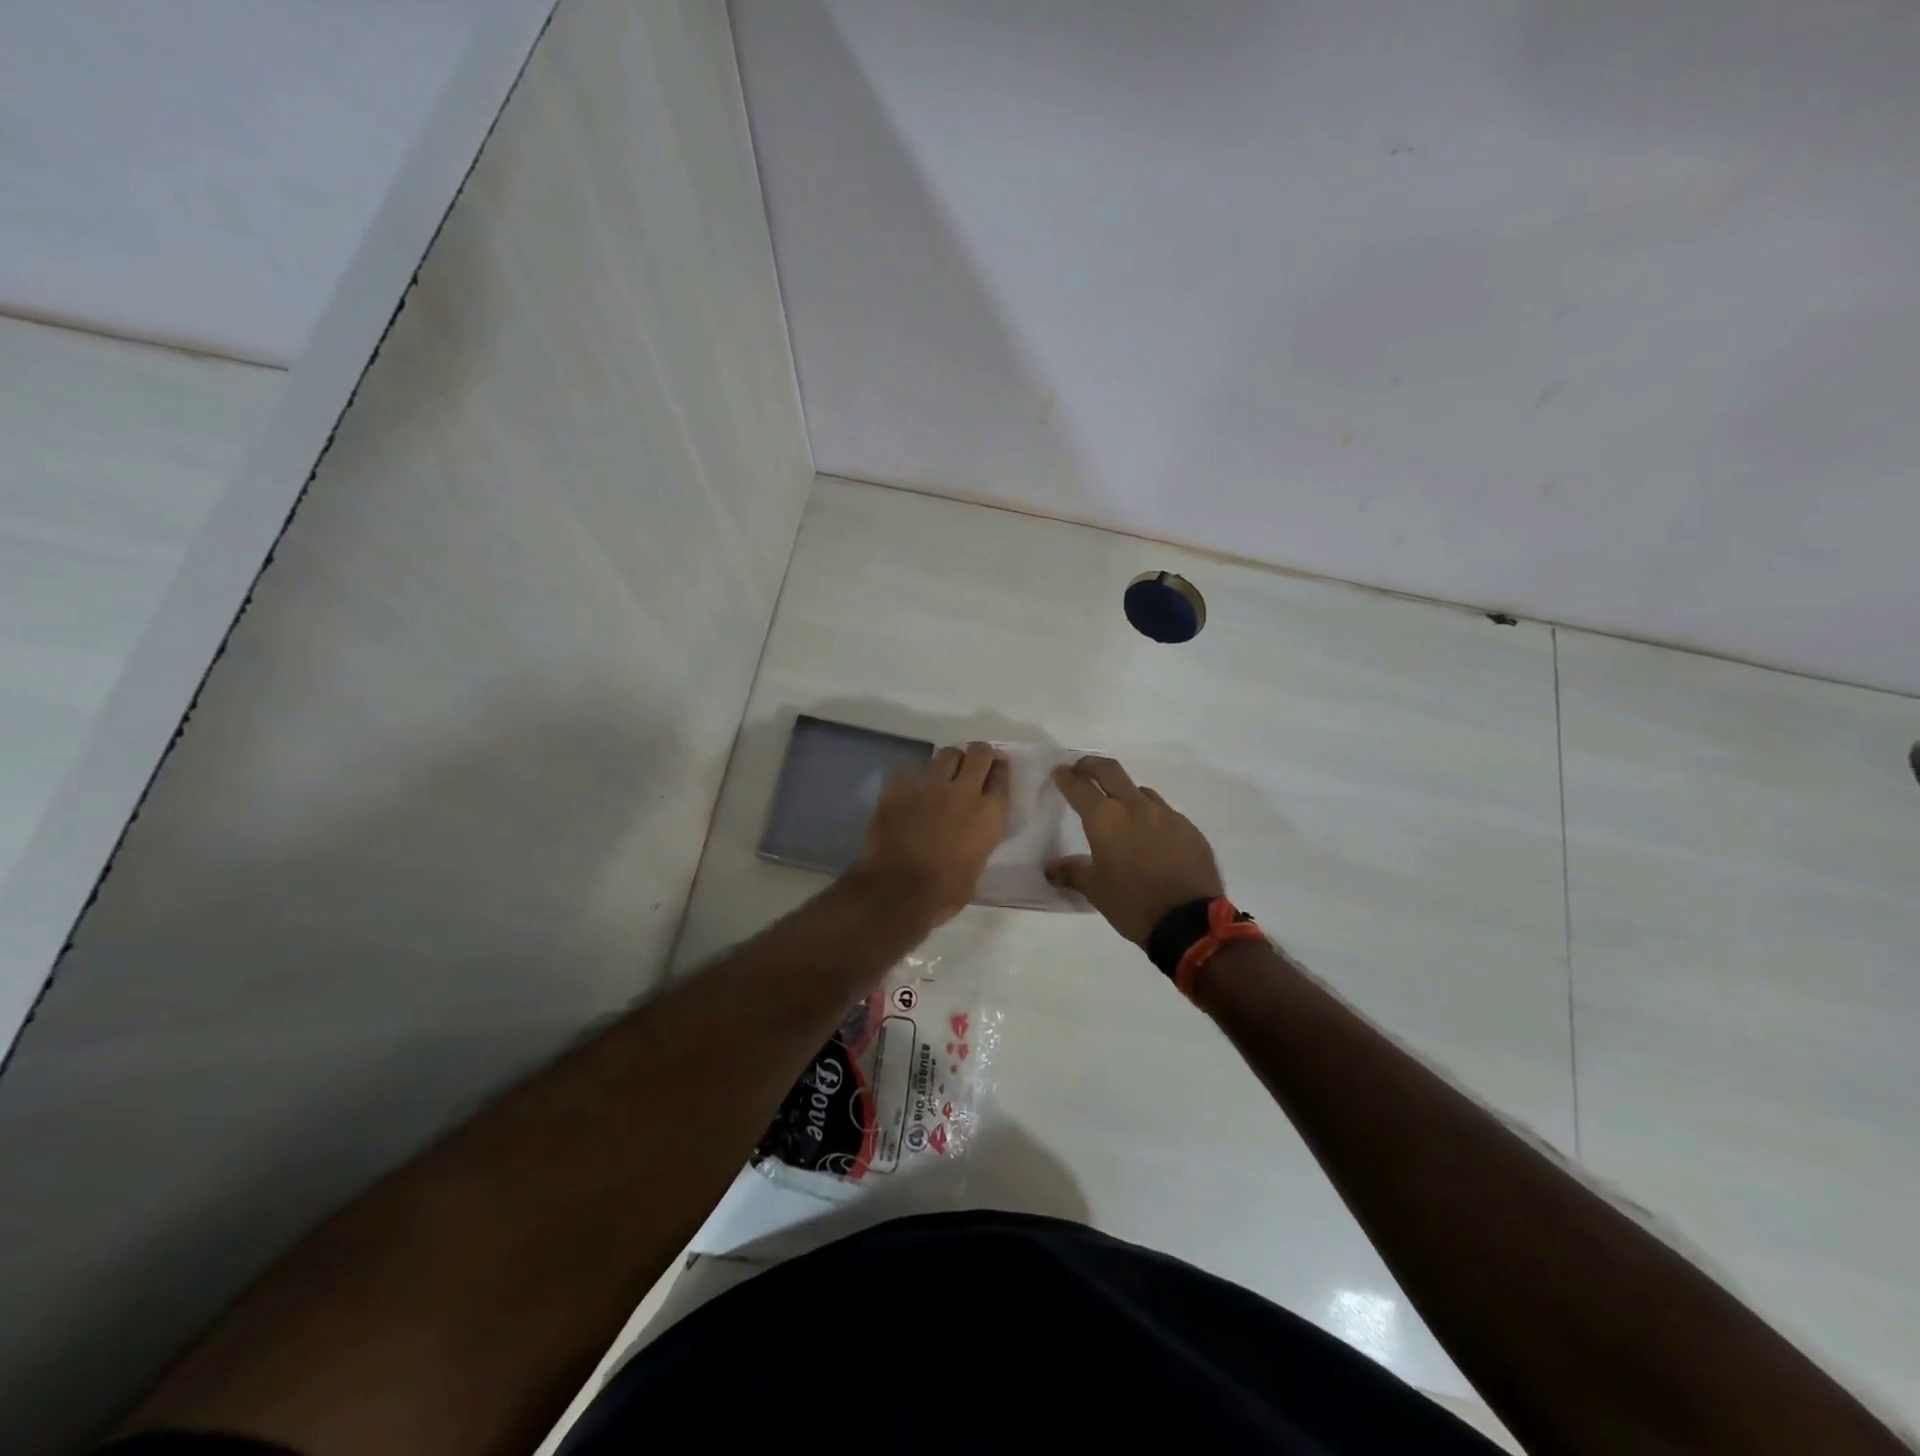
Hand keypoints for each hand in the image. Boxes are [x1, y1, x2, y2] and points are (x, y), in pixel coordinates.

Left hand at [855, 742, 1009, 925]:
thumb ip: (980, 837)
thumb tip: (973, 830)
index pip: (1002, 777)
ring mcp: (930, 785)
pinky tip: (910, 792)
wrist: (898, 891)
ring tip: (943, 775)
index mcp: (989, 815)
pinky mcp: (900, 787)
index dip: (999, 772)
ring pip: (947, 754)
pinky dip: (915, 779)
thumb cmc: (945, 892)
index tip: (995, 773)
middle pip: (979, 754)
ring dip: (949, 762)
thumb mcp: (978, 865)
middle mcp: (964, 791)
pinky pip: (911, 771)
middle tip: (973, 765)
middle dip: (979, 756)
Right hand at [1047, 756, 1224, 944]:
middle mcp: (1135, 807)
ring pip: (1141, 792)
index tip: (1059, 772)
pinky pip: (1165, 814)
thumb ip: (1072, 873)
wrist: (1188, 922)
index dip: (1066, 777)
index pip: (1079, 787)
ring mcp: (1166, 815)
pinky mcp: (1189, 829)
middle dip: (1091, 766)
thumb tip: (1052, 869)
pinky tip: (1152, 839)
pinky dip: (1152, 818)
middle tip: (1082, 770)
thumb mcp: (1095, 890)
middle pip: (1110, 771)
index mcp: (1105, 819)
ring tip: (1121, 812)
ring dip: (1125, 794)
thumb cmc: (1132, 903)